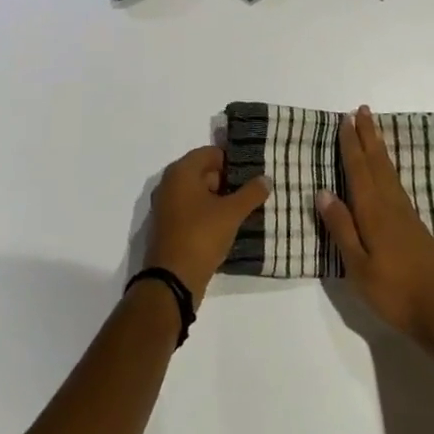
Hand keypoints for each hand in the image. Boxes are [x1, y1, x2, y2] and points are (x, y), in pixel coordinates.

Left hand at [144, 146, 269, 305]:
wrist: (172, 280)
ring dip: (220, 199)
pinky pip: (192, 210)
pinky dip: (208, 213)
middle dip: (228, 181)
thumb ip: (250, 193)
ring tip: (245, 209)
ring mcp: (167, 206)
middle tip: (253, 192)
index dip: (233, 161)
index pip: (211, 153)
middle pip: (204, 172)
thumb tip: (266, 178)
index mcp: (181, 172)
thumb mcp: (231, 213)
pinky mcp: (169, 226)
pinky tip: (228, 225)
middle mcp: (170, 183)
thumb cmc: (201, 236)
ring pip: (198, 193)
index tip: (253, 172)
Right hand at [317, 106, 433, 344]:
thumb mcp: (358, 267)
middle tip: (362, 110)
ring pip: (389, 171)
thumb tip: (323, 192)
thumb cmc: (394, 292)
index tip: (346, 119)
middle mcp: (391, 206)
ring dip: (379, 148)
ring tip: (373, 130)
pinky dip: (389, 168)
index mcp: (373, 212)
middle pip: (377, 163)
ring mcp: (407, 215)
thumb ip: (341, 228)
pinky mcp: (416, 227)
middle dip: (368, 136)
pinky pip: (397, 184)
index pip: (359, 170)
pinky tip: (388, 172)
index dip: (351, 144)